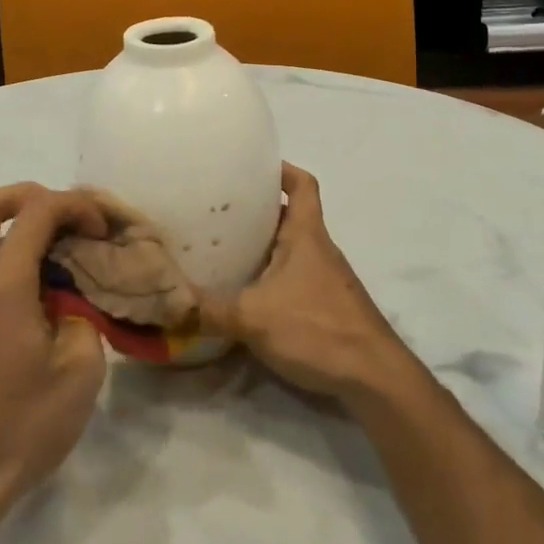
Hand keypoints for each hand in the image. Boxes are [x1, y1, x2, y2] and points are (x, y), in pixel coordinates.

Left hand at [0, 184, 109, 527]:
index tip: (101, 231)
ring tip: (60, 262)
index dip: (75, 205)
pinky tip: (36, 303)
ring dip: (18, 233)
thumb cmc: (20, 428)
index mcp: (0, 286)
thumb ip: (83, 317)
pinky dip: (6, 265)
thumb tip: (70, 301)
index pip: (36, 211)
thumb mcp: (80, 373)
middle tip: (67, 218)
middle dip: (30, 195)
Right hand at [198, 163, 418, 403]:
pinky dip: (272, 275)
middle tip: (220, 211)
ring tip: (225, 249)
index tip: (251, 166)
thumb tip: (169, 303)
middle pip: (290, 214)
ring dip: (263, 244)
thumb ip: (209, 310)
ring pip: (291, 246)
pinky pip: (294, 275)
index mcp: (306, 234)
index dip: (280, 168)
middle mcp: (318, 248)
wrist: (374, 377)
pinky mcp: (326, 304)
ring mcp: (325, 277)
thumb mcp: (253, 318)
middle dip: (258, 209)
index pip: (302, 183)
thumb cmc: (317, 328)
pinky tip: (248, 293)